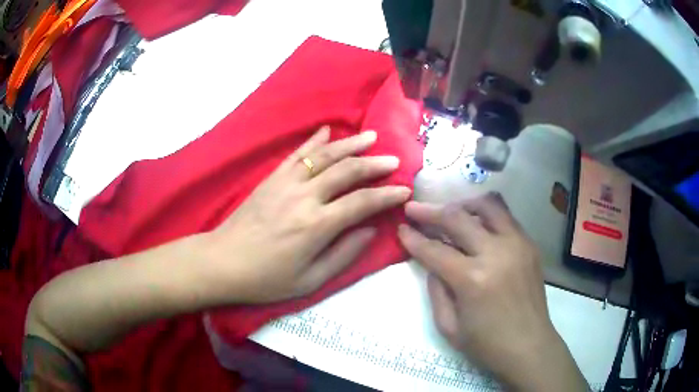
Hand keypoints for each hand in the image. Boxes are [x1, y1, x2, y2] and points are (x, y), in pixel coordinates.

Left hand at [203, 126, 410, 303]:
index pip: (362, 203)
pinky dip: (314, 141)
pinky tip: (327, 130)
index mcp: (317, 226)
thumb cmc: (266, 279)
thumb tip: (370, 230)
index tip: (405, 190)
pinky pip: (296, 154)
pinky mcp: (271, 179)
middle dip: (374, 164)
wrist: (222, 263)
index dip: (387, 195)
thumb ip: (344, 255)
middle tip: (394, 159)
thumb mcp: (310, 281)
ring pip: (324, 156)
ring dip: (350, 144)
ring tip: (370, 137)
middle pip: (346, 172)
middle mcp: (304, 197)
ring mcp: (285, 183)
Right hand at [398, 194, 586, 391]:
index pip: (435, 250)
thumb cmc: (486, 344)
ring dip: (464, 205)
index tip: (400, 227)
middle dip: (431, 211)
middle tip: (414, 209)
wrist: (529, 347)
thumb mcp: (448, 326)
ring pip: (488, 205)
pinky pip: (506, 217)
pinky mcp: (530, 244)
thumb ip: (436, 290)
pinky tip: (478, 227)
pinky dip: (487, 216)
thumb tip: (432, 262)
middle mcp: (496, 253)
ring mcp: (517, 244)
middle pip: (458, 218)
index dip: (413, 238)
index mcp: (473, 280)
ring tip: (451, 213)